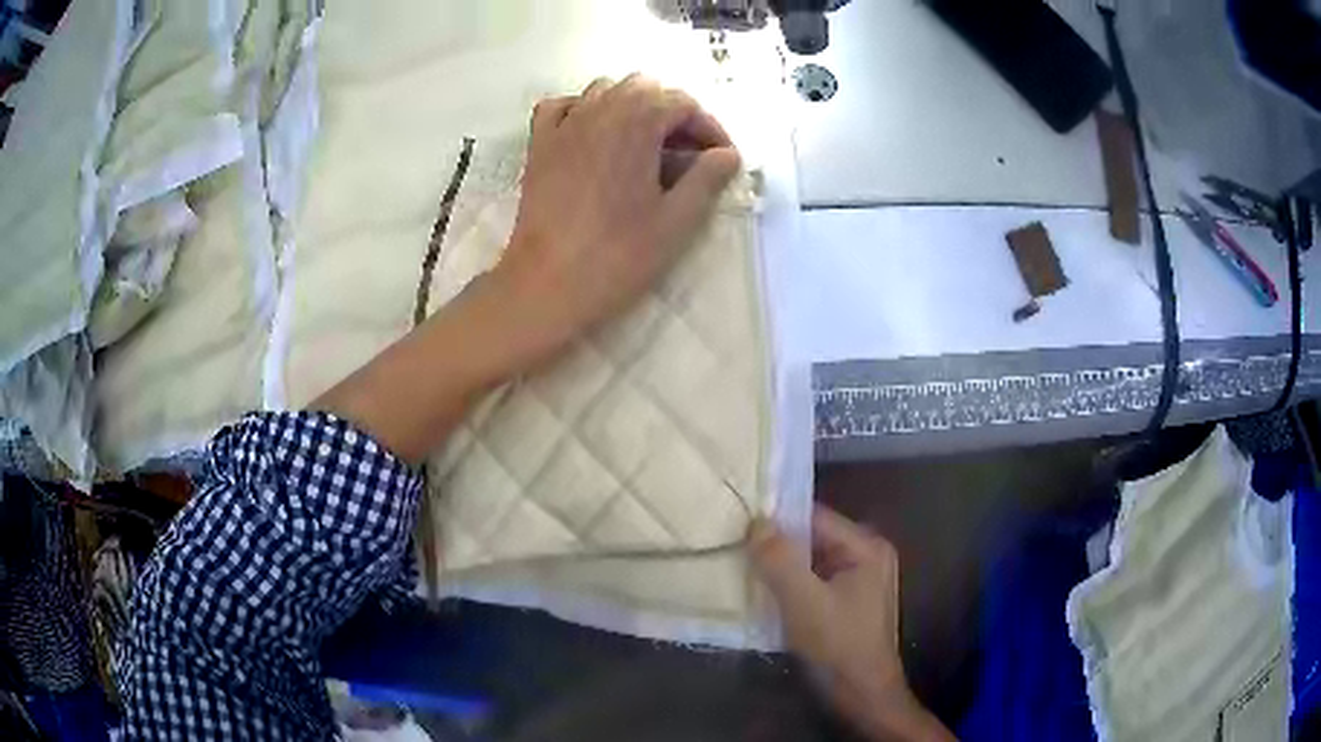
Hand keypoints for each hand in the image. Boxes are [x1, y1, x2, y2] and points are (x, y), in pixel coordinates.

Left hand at [490, 75, 740, 363]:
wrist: (547, 282)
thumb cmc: (618, 254)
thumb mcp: (677, 220)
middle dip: (672, 113)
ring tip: (643, 146)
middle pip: (645, 88)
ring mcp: (564, 124)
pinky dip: (582, 110)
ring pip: (604, 90)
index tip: (720, 161)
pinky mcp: (539, 144)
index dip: (709, 129)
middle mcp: (599, 110)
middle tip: (685, 155)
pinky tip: (592, 137)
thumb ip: (707, 179)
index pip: (684, 103)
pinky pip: (561, 106)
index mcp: (637, 122)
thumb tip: (727, 155)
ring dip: (631, 107)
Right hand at [750, 507, 954, 741]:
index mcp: (866, 547)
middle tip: (734, 547)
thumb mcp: (804, 602)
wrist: (863, 695)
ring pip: (810, 562)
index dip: (776, 520)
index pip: (815, 517)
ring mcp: (859, 580)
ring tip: (741, 568)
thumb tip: (756, 522)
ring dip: (780, 568)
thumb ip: (779, 561)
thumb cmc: (838, 646)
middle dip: (776, 546)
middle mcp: (866, 555)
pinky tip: (764, 594)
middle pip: (812, 539)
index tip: (737, 523)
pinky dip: (790, 586)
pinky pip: (813, 582)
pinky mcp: (848, 603)